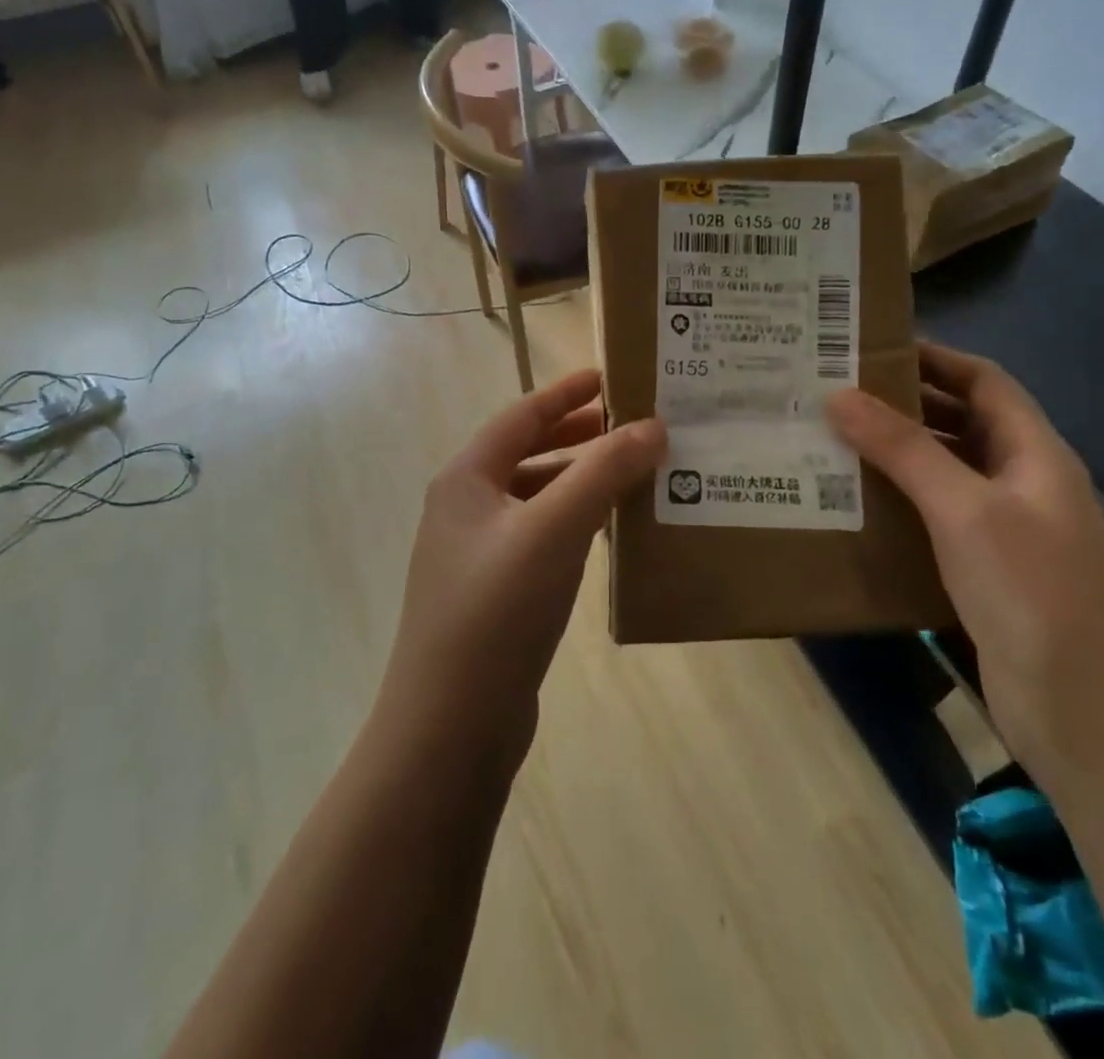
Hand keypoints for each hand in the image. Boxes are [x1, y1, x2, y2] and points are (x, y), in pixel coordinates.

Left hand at [378, 370, 665, 769]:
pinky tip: (609, 532)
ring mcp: (477, 554)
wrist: (450, 726)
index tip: (609, 376)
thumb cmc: (496, 611)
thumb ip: (602, 473)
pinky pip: (540, 537)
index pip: (520, 416)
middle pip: (527, 453)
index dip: (564, 393)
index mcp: (466, 479)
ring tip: (632, 472)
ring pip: (536, 498)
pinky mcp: (495, 594)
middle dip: (577, 436)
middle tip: (631, 425)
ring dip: (580, 480)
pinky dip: (574, 522)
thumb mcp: (553, 530)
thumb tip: (653, 425)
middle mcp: (465, 508)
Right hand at [827, 343, 1103, 784]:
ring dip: (894, 456)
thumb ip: (905, 450)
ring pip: (944, 473)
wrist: (1091, 721)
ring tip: (827, 442)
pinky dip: (896, 504)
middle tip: (832, 394)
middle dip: (903, 405)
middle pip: (961, 424)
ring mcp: (1005, 532)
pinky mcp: (984, 574)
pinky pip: (934, 520)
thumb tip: (839, 395)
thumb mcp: (966, 511)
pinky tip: (851, 507)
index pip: (983, 382)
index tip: (868, 348)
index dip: (933, 359)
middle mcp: (1022, 484)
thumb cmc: (1035, 596)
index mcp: (1034, 455)